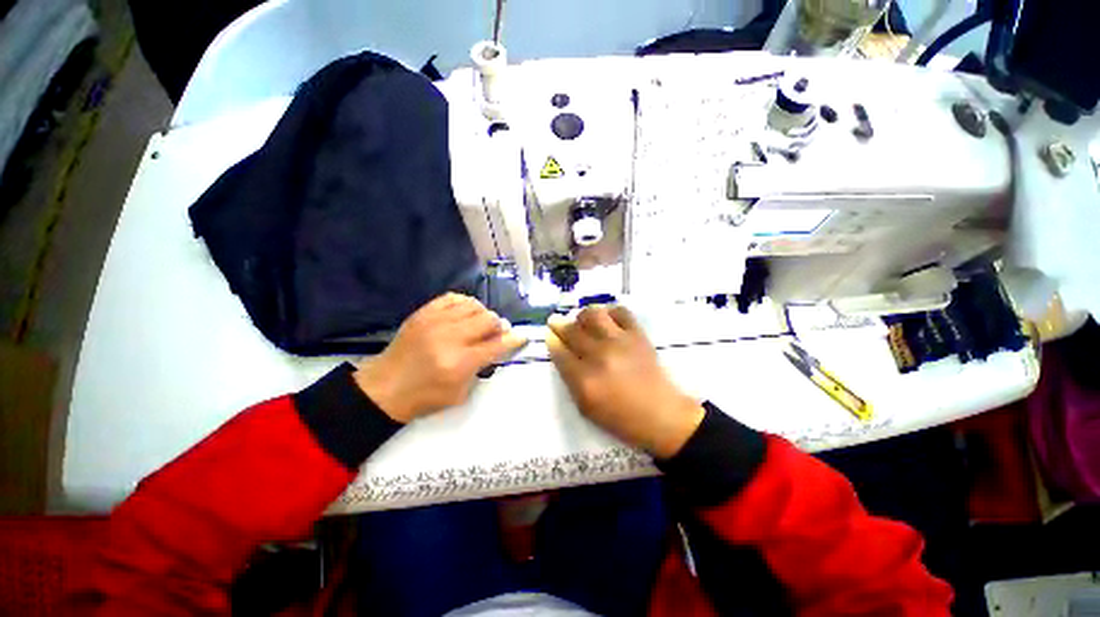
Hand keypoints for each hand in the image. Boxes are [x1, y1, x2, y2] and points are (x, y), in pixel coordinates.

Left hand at [353, 293, 525, 422]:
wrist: (384, 388)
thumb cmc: (425, 396)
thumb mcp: (460, 394)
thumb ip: (482, 368)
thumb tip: (497, 346)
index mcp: (460, 362)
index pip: (497, 345)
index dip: (514, 340)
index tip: (521, 336)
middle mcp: (450, 337)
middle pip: (488, 320)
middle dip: (499, 326)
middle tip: (497, 333)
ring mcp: (435, 321)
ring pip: (474, 305)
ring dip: (483, 314)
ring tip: (480, 324)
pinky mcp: (424, 313)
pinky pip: (453, 298)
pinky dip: (465, 304)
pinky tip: (465, 314)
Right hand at [547, 305, 704, 458]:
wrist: (661, 415)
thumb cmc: (620, 417)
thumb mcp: (586, 408)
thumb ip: (569, 380)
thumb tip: (559, 351)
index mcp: (585, 380)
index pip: (559, 351)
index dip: (551, 340)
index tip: (549, 334)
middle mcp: (600, 356)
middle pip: (572, 330)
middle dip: (559, 324)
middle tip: (556, 322)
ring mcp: (620, 342)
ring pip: (593, 314)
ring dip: (583, 316)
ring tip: (584, 322)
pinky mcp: (638, 335)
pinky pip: (620, 311)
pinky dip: (610, 312)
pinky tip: (607, 321)